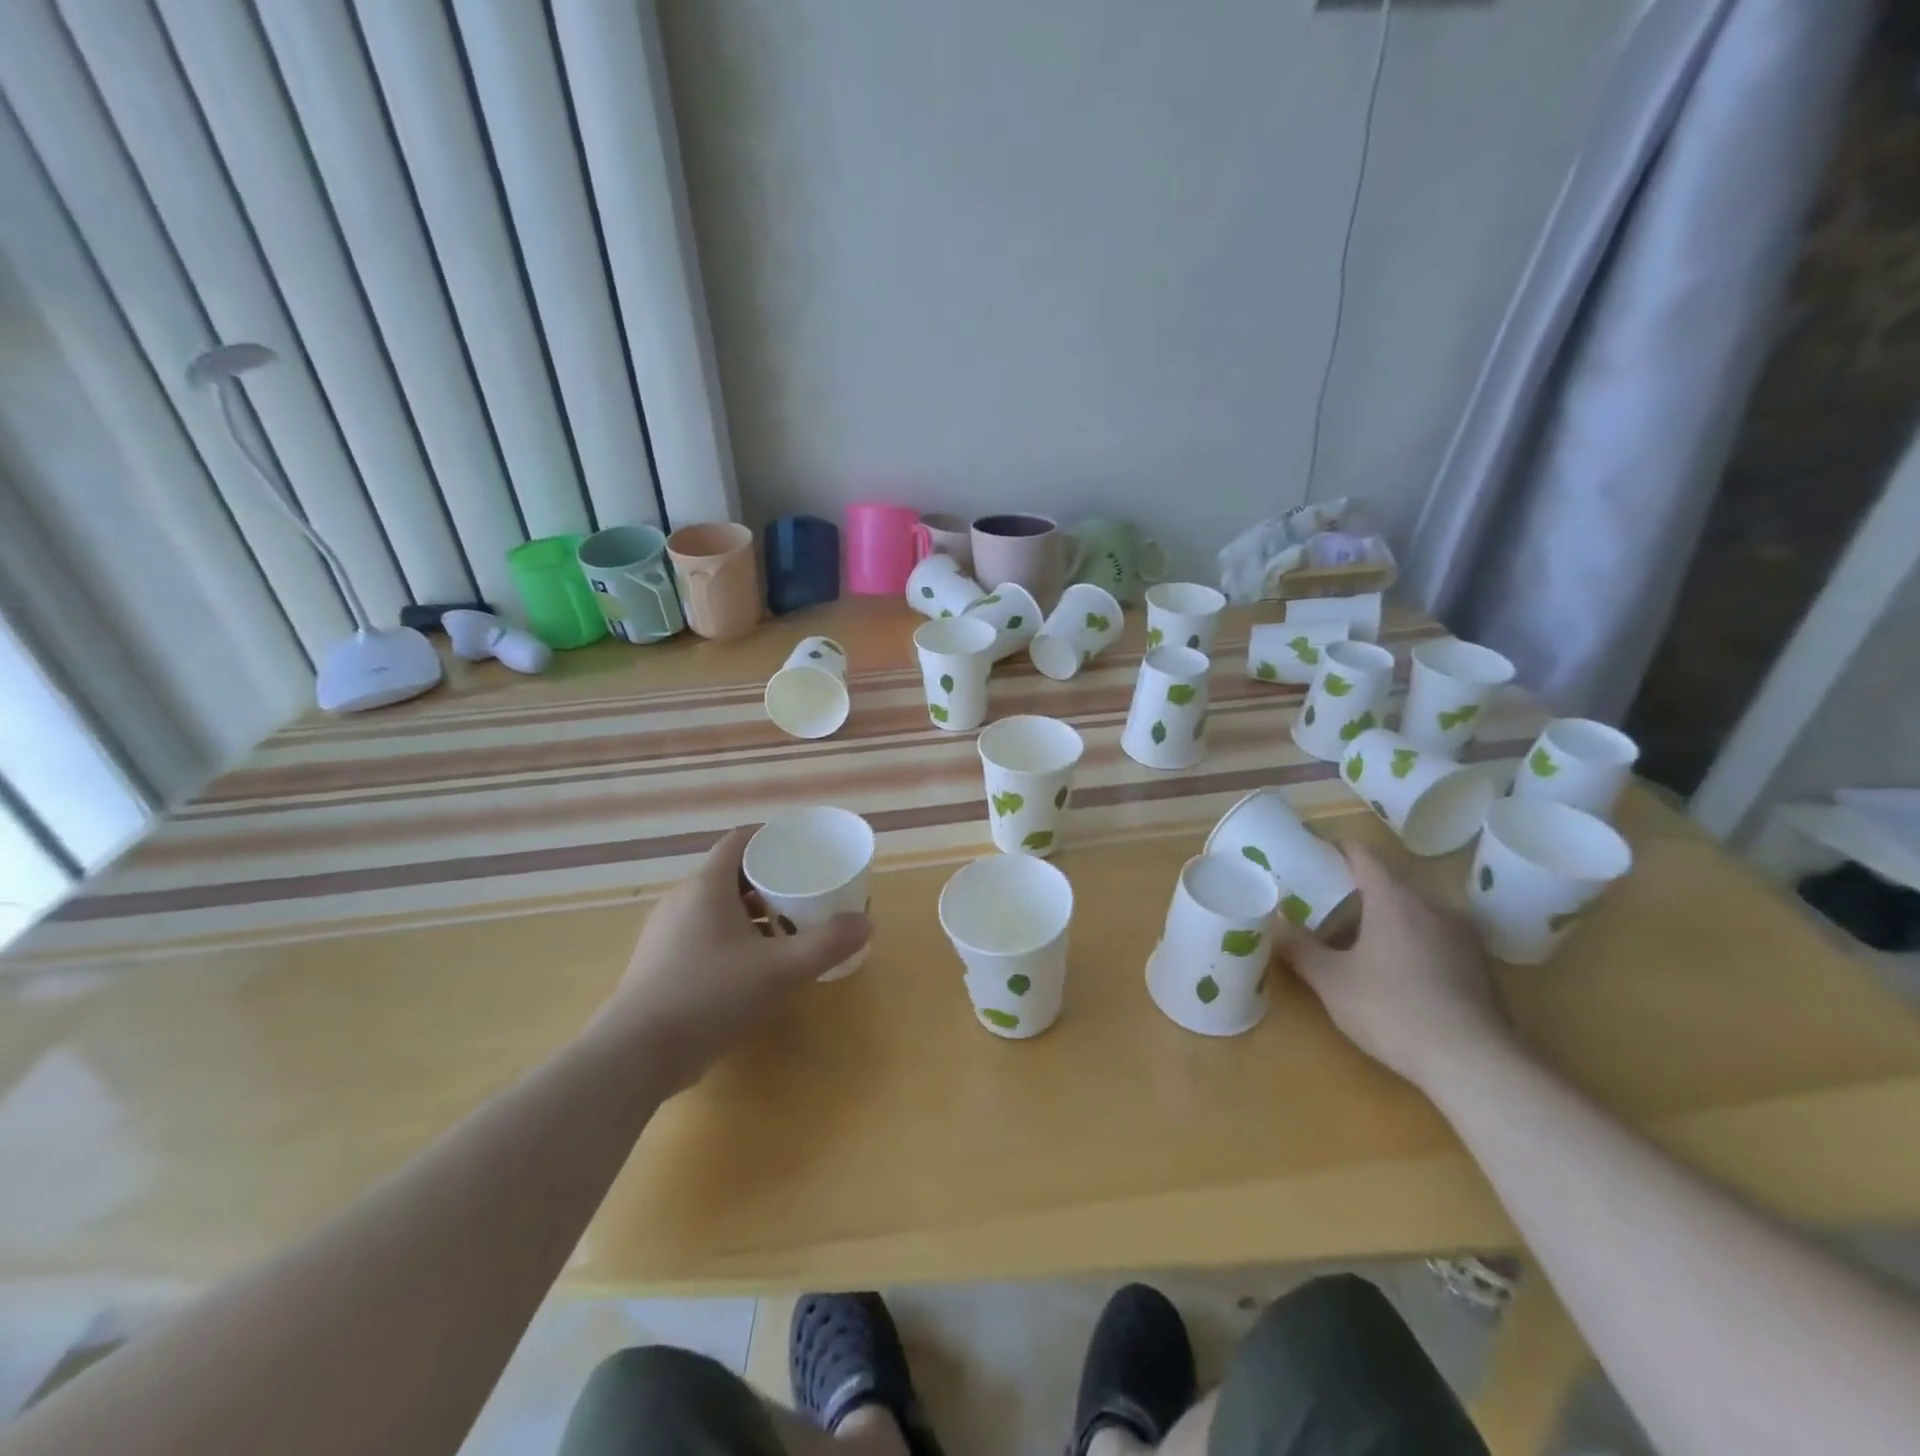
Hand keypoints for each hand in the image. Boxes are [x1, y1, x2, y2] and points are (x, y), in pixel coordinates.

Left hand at [587, 827, 870, 1090]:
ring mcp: (667, 934)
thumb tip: (867, 923)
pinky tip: (754, 965)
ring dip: (752, 911)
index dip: (770, 837)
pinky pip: (704, 934)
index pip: (739, 841)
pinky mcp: (661, 964)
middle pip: (731, 874)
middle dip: (769, 878)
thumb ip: (826, 944)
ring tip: (787, 928)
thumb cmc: (710, 995)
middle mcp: (682, 901)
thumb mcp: (779, 969)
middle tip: (804, 890)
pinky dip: (733, 936)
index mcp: (707, 887)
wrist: (636, 1054)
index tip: (802, 848)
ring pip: (717, 907)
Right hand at [1285, 844, 1514, 1095]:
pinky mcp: (1479, 965)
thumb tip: (1275, 923)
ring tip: (1357, 942)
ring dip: (1384, 919)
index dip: (1334, 849)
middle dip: (1355, 891)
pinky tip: (1395, 973)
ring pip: (1413, 912)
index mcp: (1393, 898)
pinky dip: (1410, 942)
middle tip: (1323, 907)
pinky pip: (1434, 937)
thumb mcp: (1332, 982)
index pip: (1362, 854)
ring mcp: (1461, 935)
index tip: (1312, 855)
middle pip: (1388, 883)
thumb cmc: (1393, 1010)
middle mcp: (1431, 905)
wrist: (1475, 1064)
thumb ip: (1300, 948)